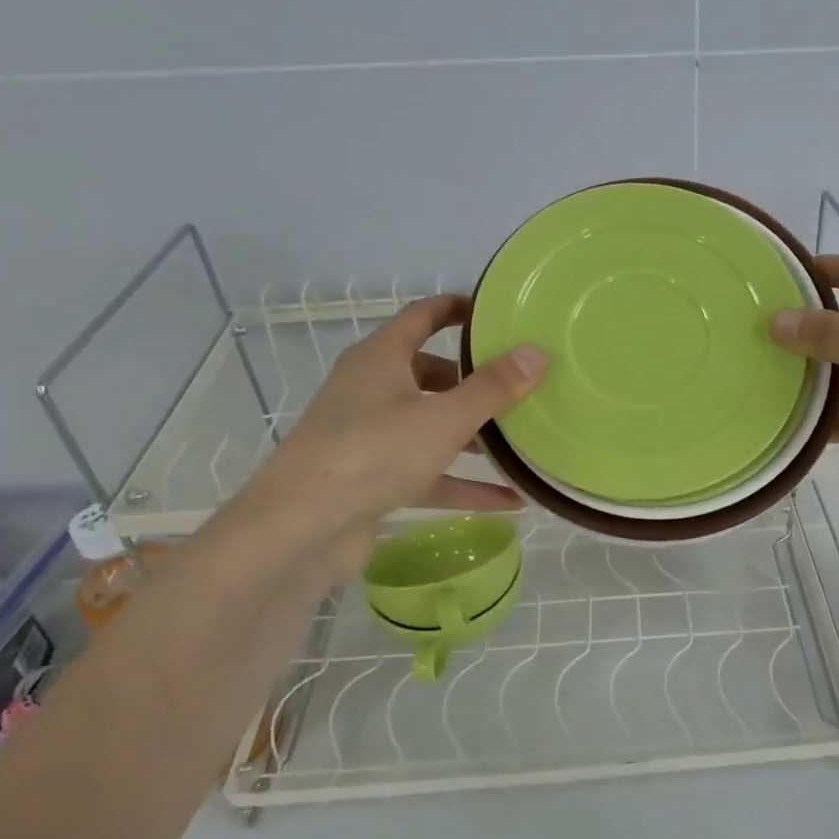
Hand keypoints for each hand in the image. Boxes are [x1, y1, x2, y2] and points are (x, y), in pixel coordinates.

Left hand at [228, 295, 546, 580]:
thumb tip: (537, 352)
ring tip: (521, 442)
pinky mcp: (374, 480)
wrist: (301, 528)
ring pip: (431, 427)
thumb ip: (493, 388)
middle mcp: (372, 390)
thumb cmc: (373, 452)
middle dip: (474, 382)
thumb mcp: (444, 417)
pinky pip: (429, 473)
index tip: (496, 314)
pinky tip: (511, 499)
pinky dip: (464, 483)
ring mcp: (371, 437)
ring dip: (473, 436)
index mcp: (380, 358)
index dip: (458, 309)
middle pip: (430, 375)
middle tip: (519, 385)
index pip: (422, 316)